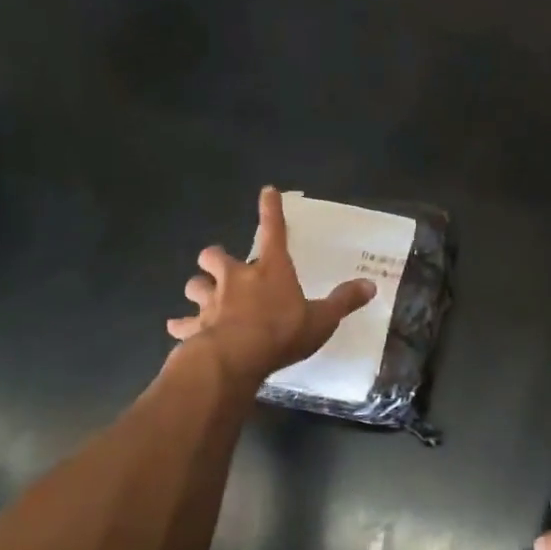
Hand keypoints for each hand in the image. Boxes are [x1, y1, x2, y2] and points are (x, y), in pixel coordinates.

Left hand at [167, 187, 376, 384]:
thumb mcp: (322, 319)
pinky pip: (183, 323)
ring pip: (195, 285)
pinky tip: (179, 331)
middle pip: (215, 256)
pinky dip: (182, 326)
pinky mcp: (194, 326)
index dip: (271, 210)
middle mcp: (236, 279)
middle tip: (222, 266)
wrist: (236, 358)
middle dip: (216, 258)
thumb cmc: (282, 332)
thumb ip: (344, 301)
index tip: (267, 191)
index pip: (273, 231)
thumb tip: (371, 285)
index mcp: (270, 270)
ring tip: (204, 298)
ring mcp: (212, 302)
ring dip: (199, 289)